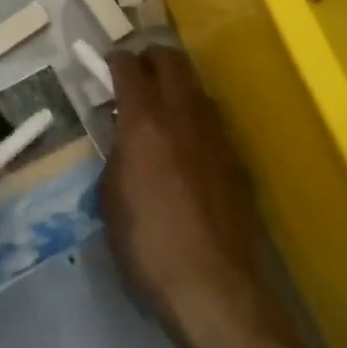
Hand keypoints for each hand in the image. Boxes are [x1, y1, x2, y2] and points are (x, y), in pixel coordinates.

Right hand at [101, 47, 286, 347]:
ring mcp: (217, 136)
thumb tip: (124, 137)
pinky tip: (189, 152)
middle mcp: (184, 116)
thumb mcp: (110, 196)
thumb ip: (117, 153)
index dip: (115, 61)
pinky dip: (197, 122)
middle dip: (151, 58)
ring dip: (178, 88)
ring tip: (163, 112)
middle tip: (137, 75)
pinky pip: (214, 124)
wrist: (213, 289)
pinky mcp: (238, 162)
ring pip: (198, 88)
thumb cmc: (146, 244)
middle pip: (172, 60)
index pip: (129, 66)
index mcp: (144, 121)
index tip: (107, 67)